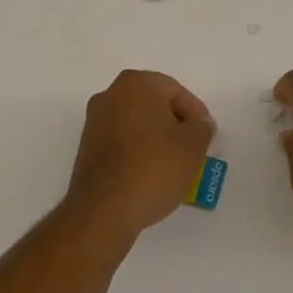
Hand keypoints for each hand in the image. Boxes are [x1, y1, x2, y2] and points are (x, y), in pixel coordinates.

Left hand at [67, 70, 216, 236]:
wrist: (104, 209)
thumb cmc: (154, 167)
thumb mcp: (193, 146)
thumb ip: (202, 127)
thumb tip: (198, 124)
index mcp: (136, 83)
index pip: (176, 92)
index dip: (196, 115)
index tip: (206, 138)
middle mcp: (110, 94)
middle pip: (154, 105)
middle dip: (175, 126)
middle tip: (192, 149)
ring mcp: (94, 122)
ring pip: (136, 125)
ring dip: (156, 140)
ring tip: (173, 166)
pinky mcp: (86, 149)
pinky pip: (121, 142)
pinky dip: (137, 153)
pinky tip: (150, 175)